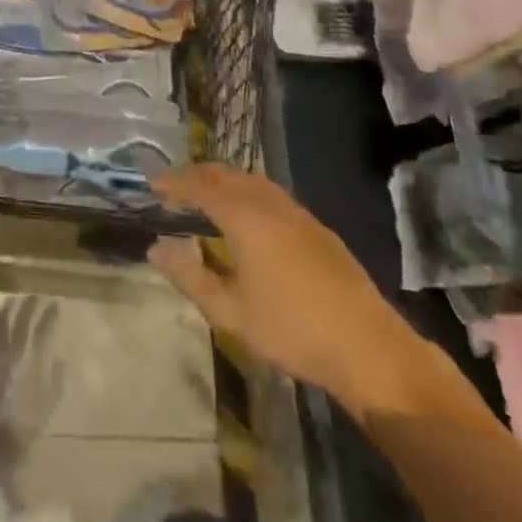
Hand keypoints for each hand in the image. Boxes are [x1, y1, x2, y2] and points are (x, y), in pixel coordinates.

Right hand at [148, 165, 433, 421]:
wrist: (368, 347)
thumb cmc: (292, 330)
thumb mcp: (230, 312)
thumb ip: (190, 276)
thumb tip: (156, 248)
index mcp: (244, 217)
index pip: (200, 186)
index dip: (174, 182)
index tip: (152, 184)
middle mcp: (269, 203)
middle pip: (226, 174)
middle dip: (197, 174)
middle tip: (175, 186)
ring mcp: (297, 213)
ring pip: (252, 180)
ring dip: (224, 179)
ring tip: (207, 194)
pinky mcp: (317, 228)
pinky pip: (271, 193)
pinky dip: (247, 191)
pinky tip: (249, 214)